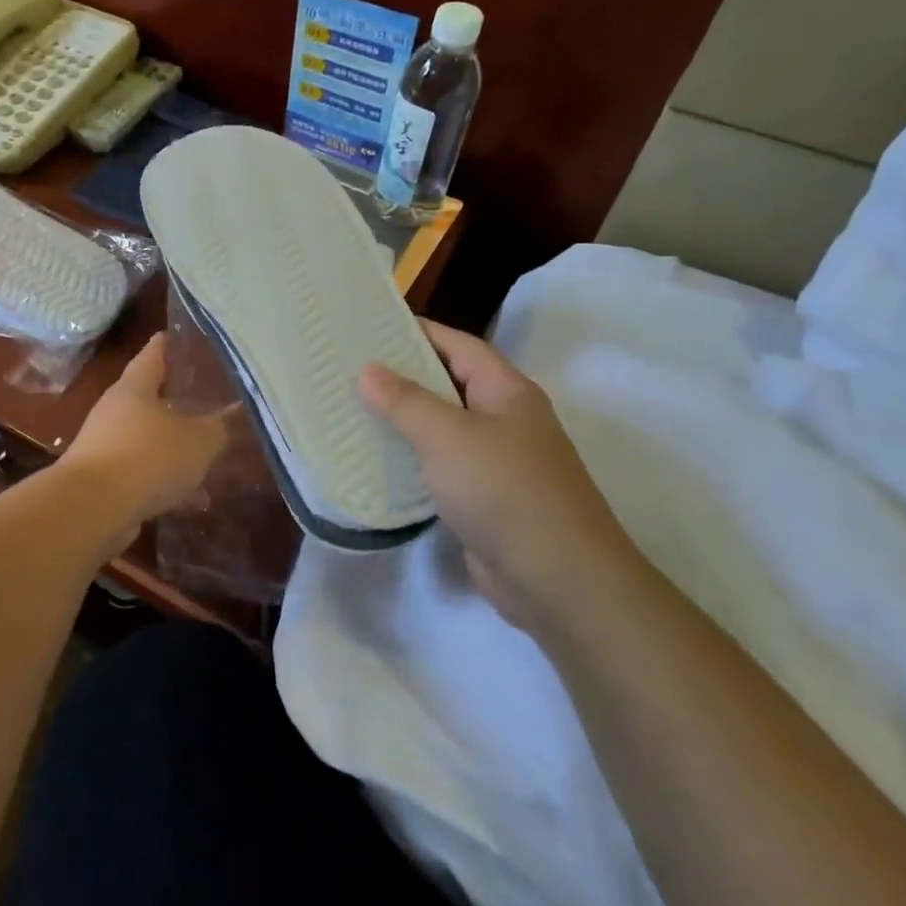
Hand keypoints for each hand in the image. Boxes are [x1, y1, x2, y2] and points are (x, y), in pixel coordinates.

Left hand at [61, 334, 230, 529]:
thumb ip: (217, 428)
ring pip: (149, 440)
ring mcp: (105, 445)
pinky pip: (142, 473)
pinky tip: (192, 501)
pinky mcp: (103, 480)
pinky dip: (165, 482)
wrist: (91, 508)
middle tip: (209, 403)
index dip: (170, 343)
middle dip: (179, 403)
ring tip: (208, 462)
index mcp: (135, 388)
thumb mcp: (197, 441)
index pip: (154, 353)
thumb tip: (227, 420)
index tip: (184, 336)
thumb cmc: (147, 457)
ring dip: (175, 450)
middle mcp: (115, 410)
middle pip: (150, 398)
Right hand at [360, 321, 637, 629]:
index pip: (458, 345)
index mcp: (506, 391)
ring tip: (350, 408)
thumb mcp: (448, 436)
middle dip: (401, 375)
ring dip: (402, 420)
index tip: (369, 325)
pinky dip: (410, 460)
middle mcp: (504, 419)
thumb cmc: (504, 490)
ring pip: (441, 428)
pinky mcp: (483, 498)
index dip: (417, 332)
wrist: (557, 580)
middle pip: (447, 384)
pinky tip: (374, 459)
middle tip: (348, 367)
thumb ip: (405, 401)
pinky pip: (440, 467)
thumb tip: (368, 370)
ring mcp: (495, 461)